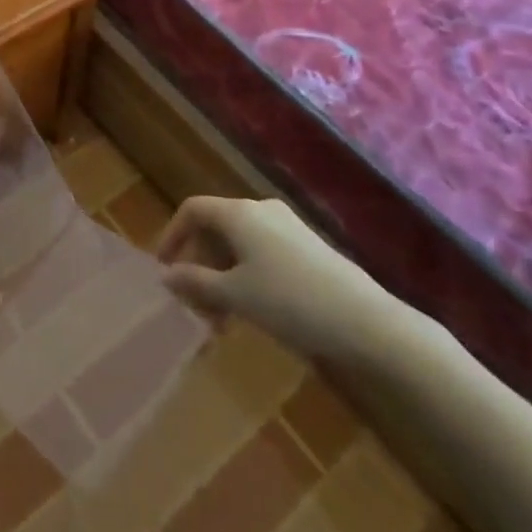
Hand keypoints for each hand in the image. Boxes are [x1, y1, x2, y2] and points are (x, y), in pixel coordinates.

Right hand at [156, 195, 395, 360]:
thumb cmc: (291, 302)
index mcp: (238, 213)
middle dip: (200, 263)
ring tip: (224, 317)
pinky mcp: (308, 246)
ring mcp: (287, 226)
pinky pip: (263, 251)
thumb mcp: (236, 296)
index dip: (173, 235)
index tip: (165, 270)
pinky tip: (255, 309)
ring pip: (240, 242)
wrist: (367, 322)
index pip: (192, 209)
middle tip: (196, 305)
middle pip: (216, 226)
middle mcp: (260, 209)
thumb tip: (166, 274)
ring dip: (223, 274)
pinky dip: (247, 274)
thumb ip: (196, 282)